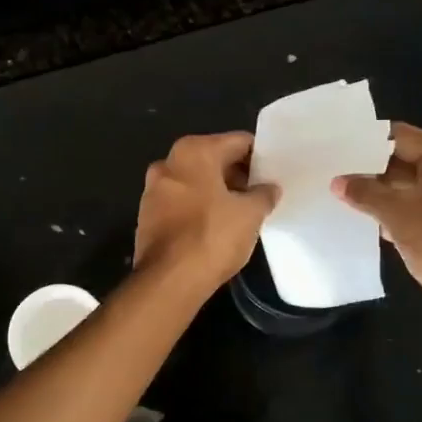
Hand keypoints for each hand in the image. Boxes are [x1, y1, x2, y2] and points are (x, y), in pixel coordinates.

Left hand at [134, 133, 278, 296]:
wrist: (168, 280)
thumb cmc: (212, 236)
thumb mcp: (250, 214)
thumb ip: (264, 194)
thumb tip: (270, 188)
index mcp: (193, 152)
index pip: (237, 142)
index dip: (259, 155)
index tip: (275, 171)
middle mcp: (168, 162)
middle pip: (213, 159)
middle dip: (238, 174)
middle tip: (262, 192)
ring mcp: (153, 189)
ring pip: (195, 181)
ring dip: (218, 191)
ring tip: (243, 211)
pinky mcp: (147, 216)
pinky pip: (181, 202)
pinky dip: (199, 207)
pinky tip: (217, 226)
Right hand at [332, 122, 421, 345]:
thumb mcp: (398, 213)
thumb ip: (365, 192)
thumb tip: (338, 181)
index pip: (400, 136)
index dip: (366, 141)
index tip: (333, 147)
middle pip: (403, 161)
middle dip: (368, 169)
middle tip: (329, 173)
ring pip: (406, 189)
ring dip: (377, 195)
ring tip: (337, 197)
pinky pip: (413, 212)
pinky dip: (391, 216)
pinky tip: (364, 224)